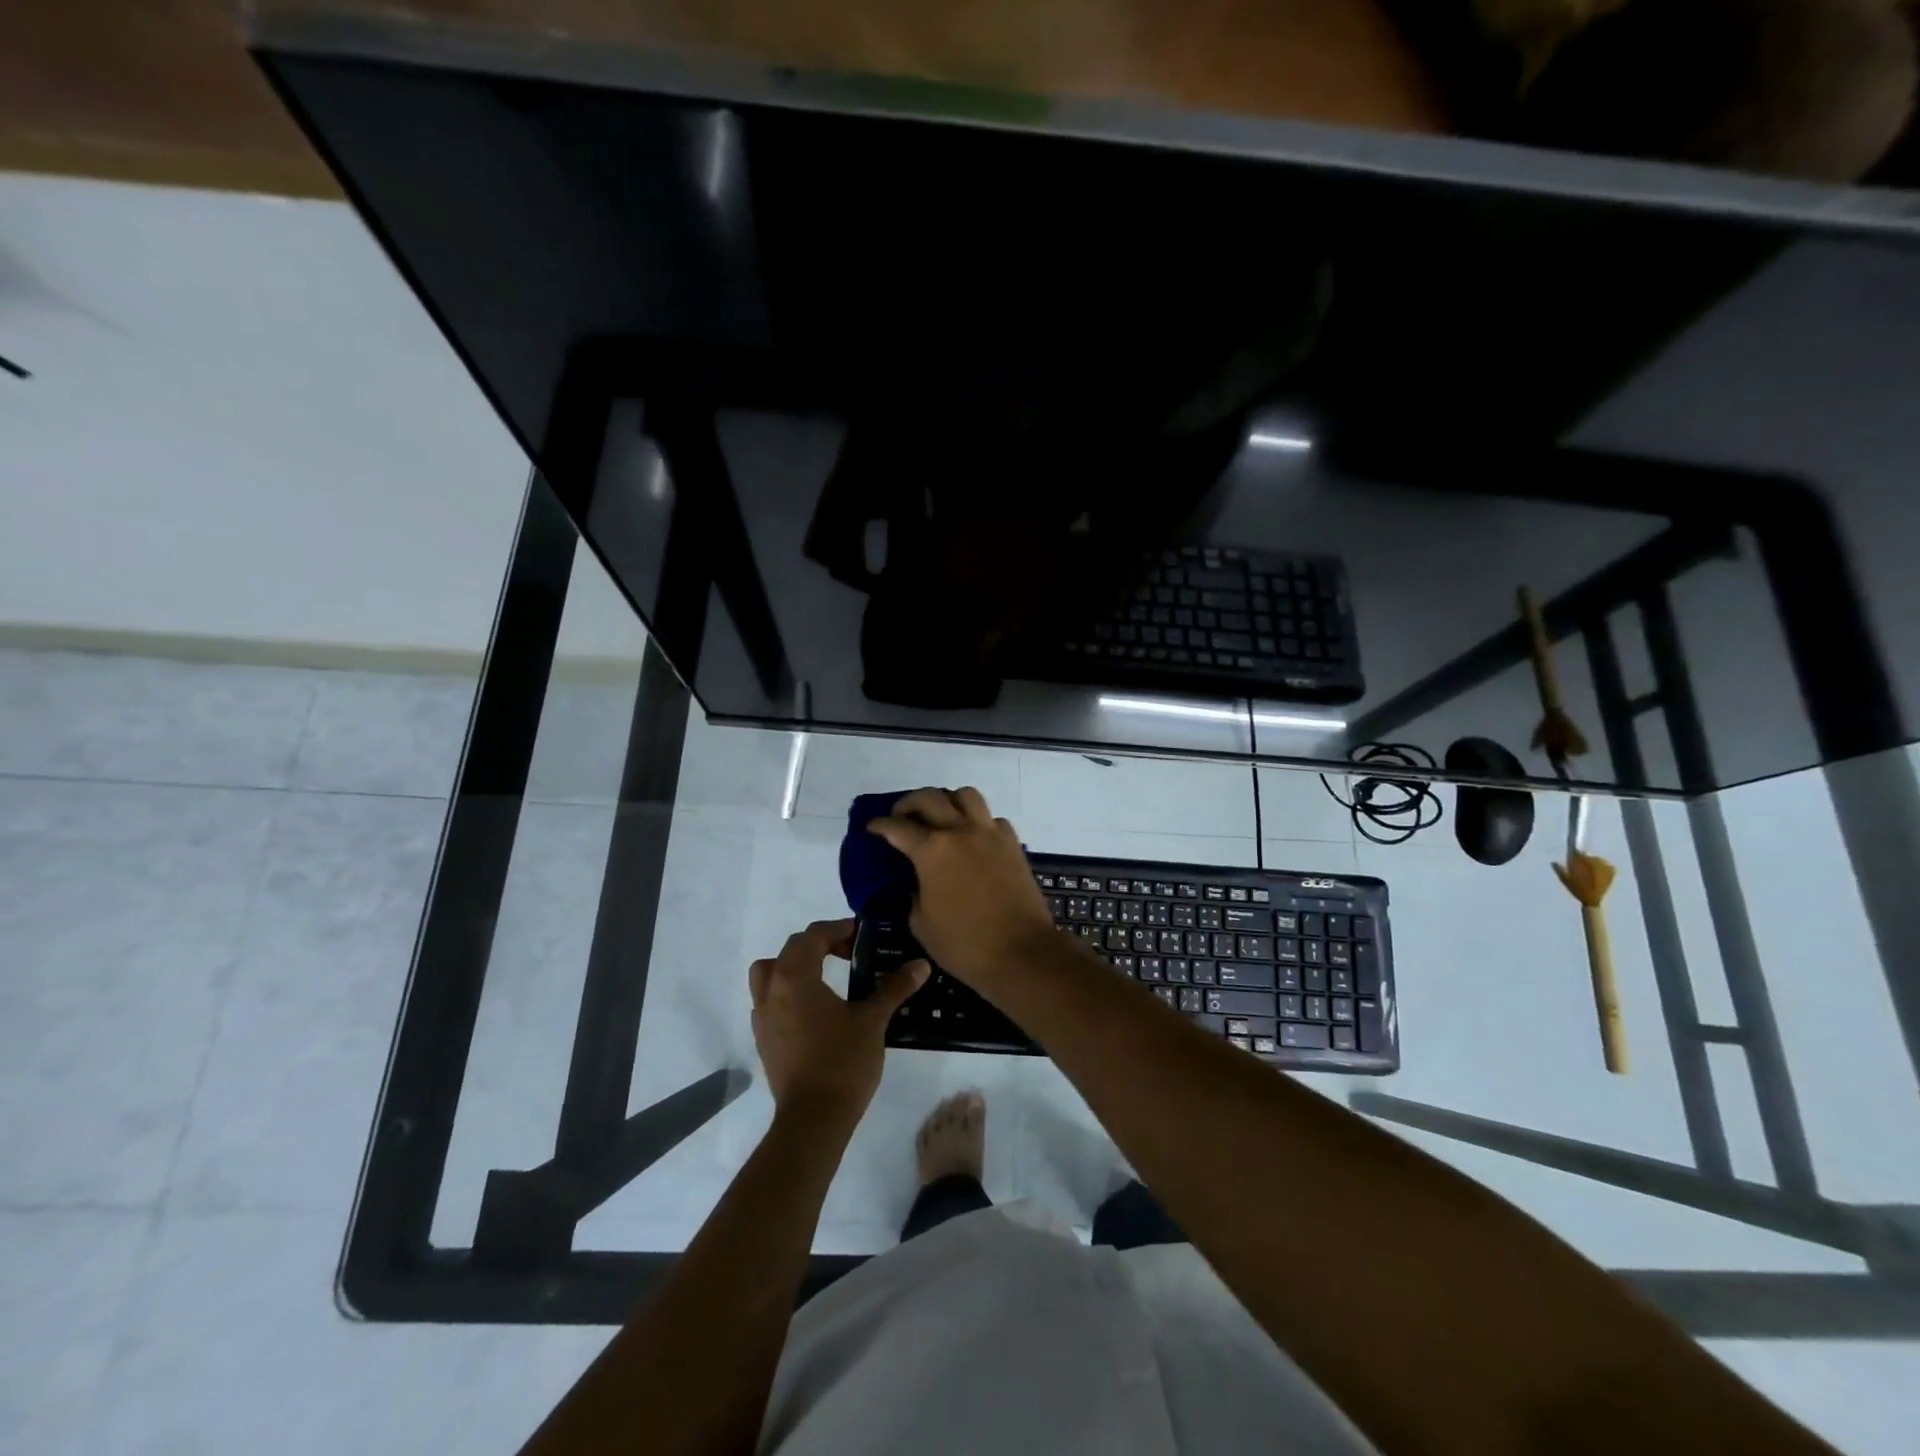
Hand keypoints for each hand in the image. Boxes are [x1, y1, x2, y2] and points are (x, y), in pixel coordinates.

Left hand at [749, 919, 926, 1120]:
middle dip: (818, 944)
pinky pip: (769, 1000)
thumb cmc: (842, 1062)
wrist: (812, 1119)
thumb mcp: (872, 1020)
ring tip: (824, 976)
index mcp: (795, 978)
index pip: (811, 936)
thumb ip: (893, 988)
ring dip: (794, 966)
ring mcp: (762, 1017)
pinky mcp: (763, 1040)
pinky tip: (813, 1009)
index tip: (860, 933)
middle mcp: (771, 991)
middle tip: (849, 951)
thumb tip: (920, 965)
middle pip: (789, 951)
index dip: (836, 929)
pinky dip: (787, 992)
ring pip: (770, 974)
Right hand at [866, 787, 1060, 988]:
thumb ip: (914, 895)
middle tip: (901, 817)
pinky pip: (992, 818)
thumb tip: (918, 883)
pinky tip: (973, 839)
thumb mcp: (922, 924)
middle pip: (930, 797)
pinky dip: (978, 821)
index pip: (897, 827)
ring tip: (940, 817)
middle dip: (908, 803)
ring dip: (947, 800)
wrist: (1022, 953)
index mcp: (932, 851)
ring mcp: (990, 833)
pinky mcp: (1012, 843)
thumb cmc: (965, 945)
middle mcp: (960, 831)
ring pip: (965, 795)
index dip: (880, 825)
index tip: (872, 828)